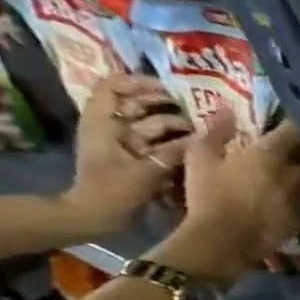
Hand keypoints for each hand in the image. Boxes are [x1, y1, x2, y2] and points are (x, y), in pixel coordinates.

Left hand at [61, 74, 194, 237]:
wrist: (96, 216)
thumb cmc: (114, 191)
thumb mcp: (145, 170)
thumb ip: (174, 152)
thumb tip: (204, 136)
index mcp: (103, 123)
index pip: (113, 87)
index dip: (138, 82)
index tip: (168, 88)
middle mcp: (113, 128)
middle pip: (137, 104)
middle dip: (165, 104)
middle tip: (195, 108)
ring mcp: (126, 144)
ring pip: (152, 124)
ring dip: (175, 124)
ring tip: (202, 127)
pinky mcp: (138, 159)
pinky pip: (159, 143)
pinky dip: (177, 142)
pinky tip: (197, 144)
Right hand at [153, 113, 299, 283]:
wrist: (226, 239)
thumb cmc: (209, 195)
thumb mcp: (200, 158)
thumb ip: (215, 132)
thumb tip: (226, 110)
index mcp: (271, 154)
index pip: (292, 131)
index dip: (294, 123)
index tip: (293, 118)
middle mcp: (295, 173)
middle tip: (292, 147)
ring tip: (294, 171)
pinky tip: (293, 195)